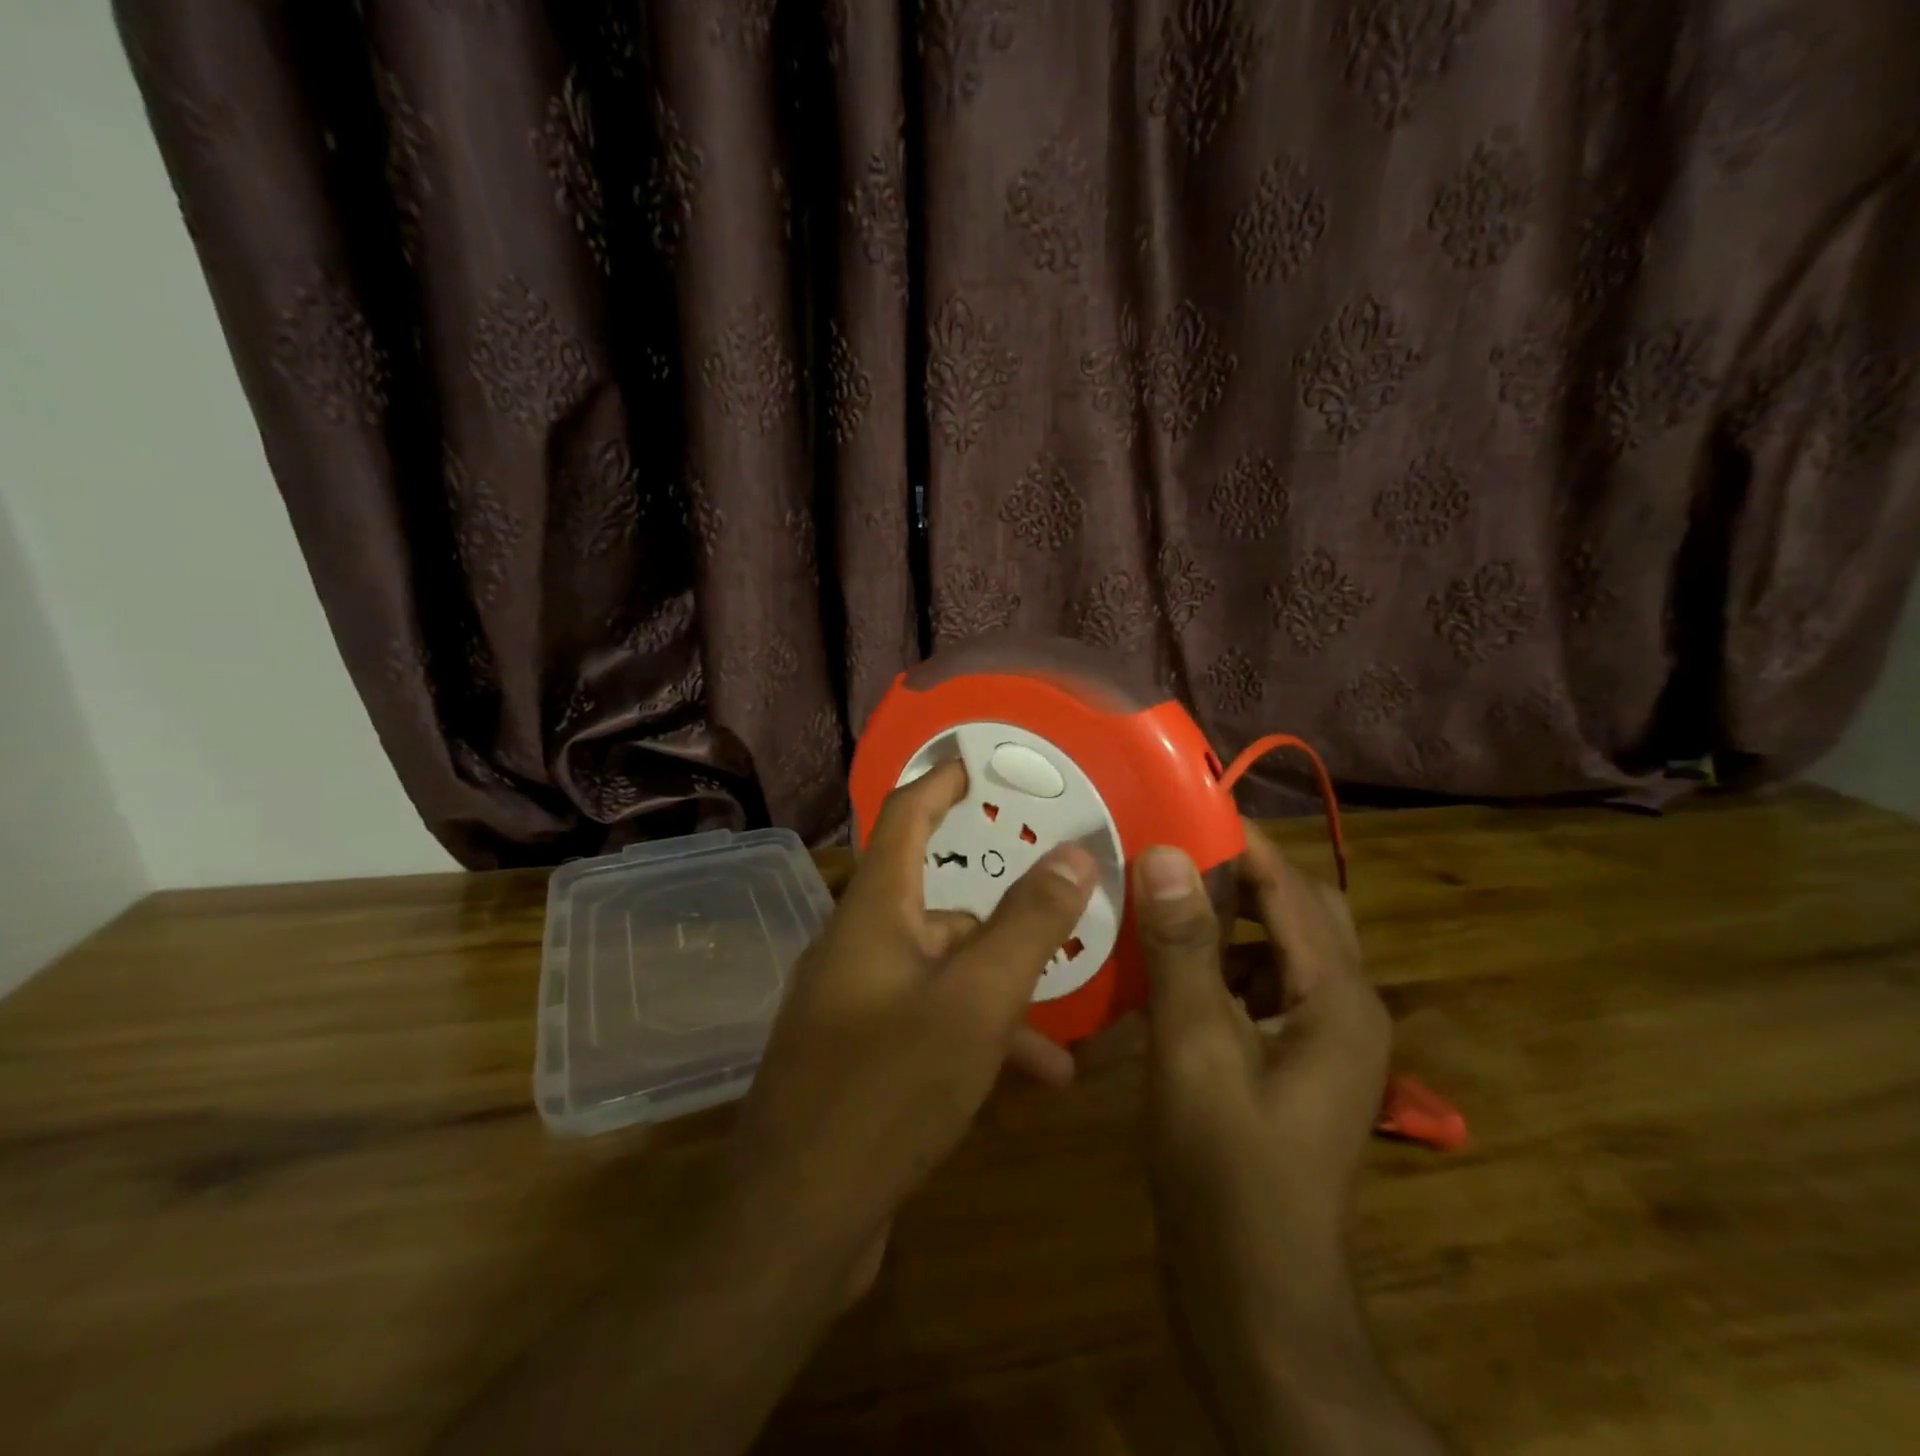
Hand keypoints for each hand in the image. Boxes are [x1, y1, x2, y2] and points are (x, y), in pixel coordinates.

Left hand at [727, 759, 1095, 1302]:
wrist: (796, 1221)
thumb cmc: (888, 1089)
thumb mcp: (977, 1001)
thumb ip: (1029, 924)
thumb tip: (1076, 853)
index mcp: (873, 913)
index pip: (904, 818)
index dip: (940, 783)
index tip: (977, 763)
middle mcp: (856, 947)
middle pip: (938, 908)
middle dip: (1003, 922)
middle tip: (1061, 920)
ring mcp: (853, 1004)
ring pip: (942, 975)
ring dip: (1000, 999)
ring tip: (1061, 1045)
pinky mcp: (857, 1056)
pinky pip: (928, 1023)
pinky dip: (974, 1039)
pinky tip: (1028, 1083)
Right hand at [1134, 827, 1389, 1368]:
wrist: (1253, 1300)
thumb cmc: (1226, 1170)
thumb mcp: (1195, 1047)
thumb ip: (1183, 946)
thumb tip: (1168, 852)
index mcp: (1339, 999)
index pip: (1292, 888)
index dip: (1237, 844)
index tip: (1174, 810)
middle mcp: (1343, 1010)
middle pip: (1297, 913)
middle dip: (1235, 880)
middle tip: (1164, 858)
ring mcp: (1319, 1043)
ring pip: (1275, 951)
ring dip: (1224, 924)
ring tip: (1157, 903)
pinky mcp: (1289, 1067)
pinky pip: (1258, 991)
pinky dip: (1217, 969)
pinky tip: (1163, 975)